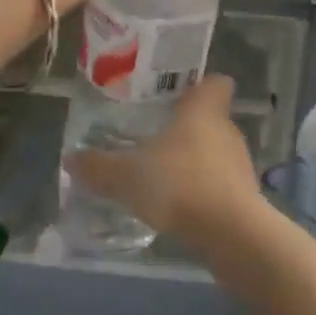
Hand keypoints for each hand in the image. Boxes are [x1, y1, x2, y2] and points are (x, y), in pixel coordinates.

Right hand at [65, 76, 265, 245]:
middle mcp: (227, 130)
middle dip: (187, 127)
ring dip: (194, 161)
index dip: (200, 85)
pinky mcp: (244, 194)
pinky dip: (203, 188)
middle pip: (212, 118)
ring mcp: (240, 163)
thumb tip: (71, 158)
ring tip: (164, 174)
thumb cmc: (178, 184)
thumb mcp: (126, 176)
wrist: (229, 232)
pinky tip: (179, 204)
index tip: (179, 94)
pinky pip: (220, 182)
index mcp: (204, 111)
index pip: (215, 82)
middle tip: (156, 137)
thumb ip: (98, 167)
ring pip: (216, 152)